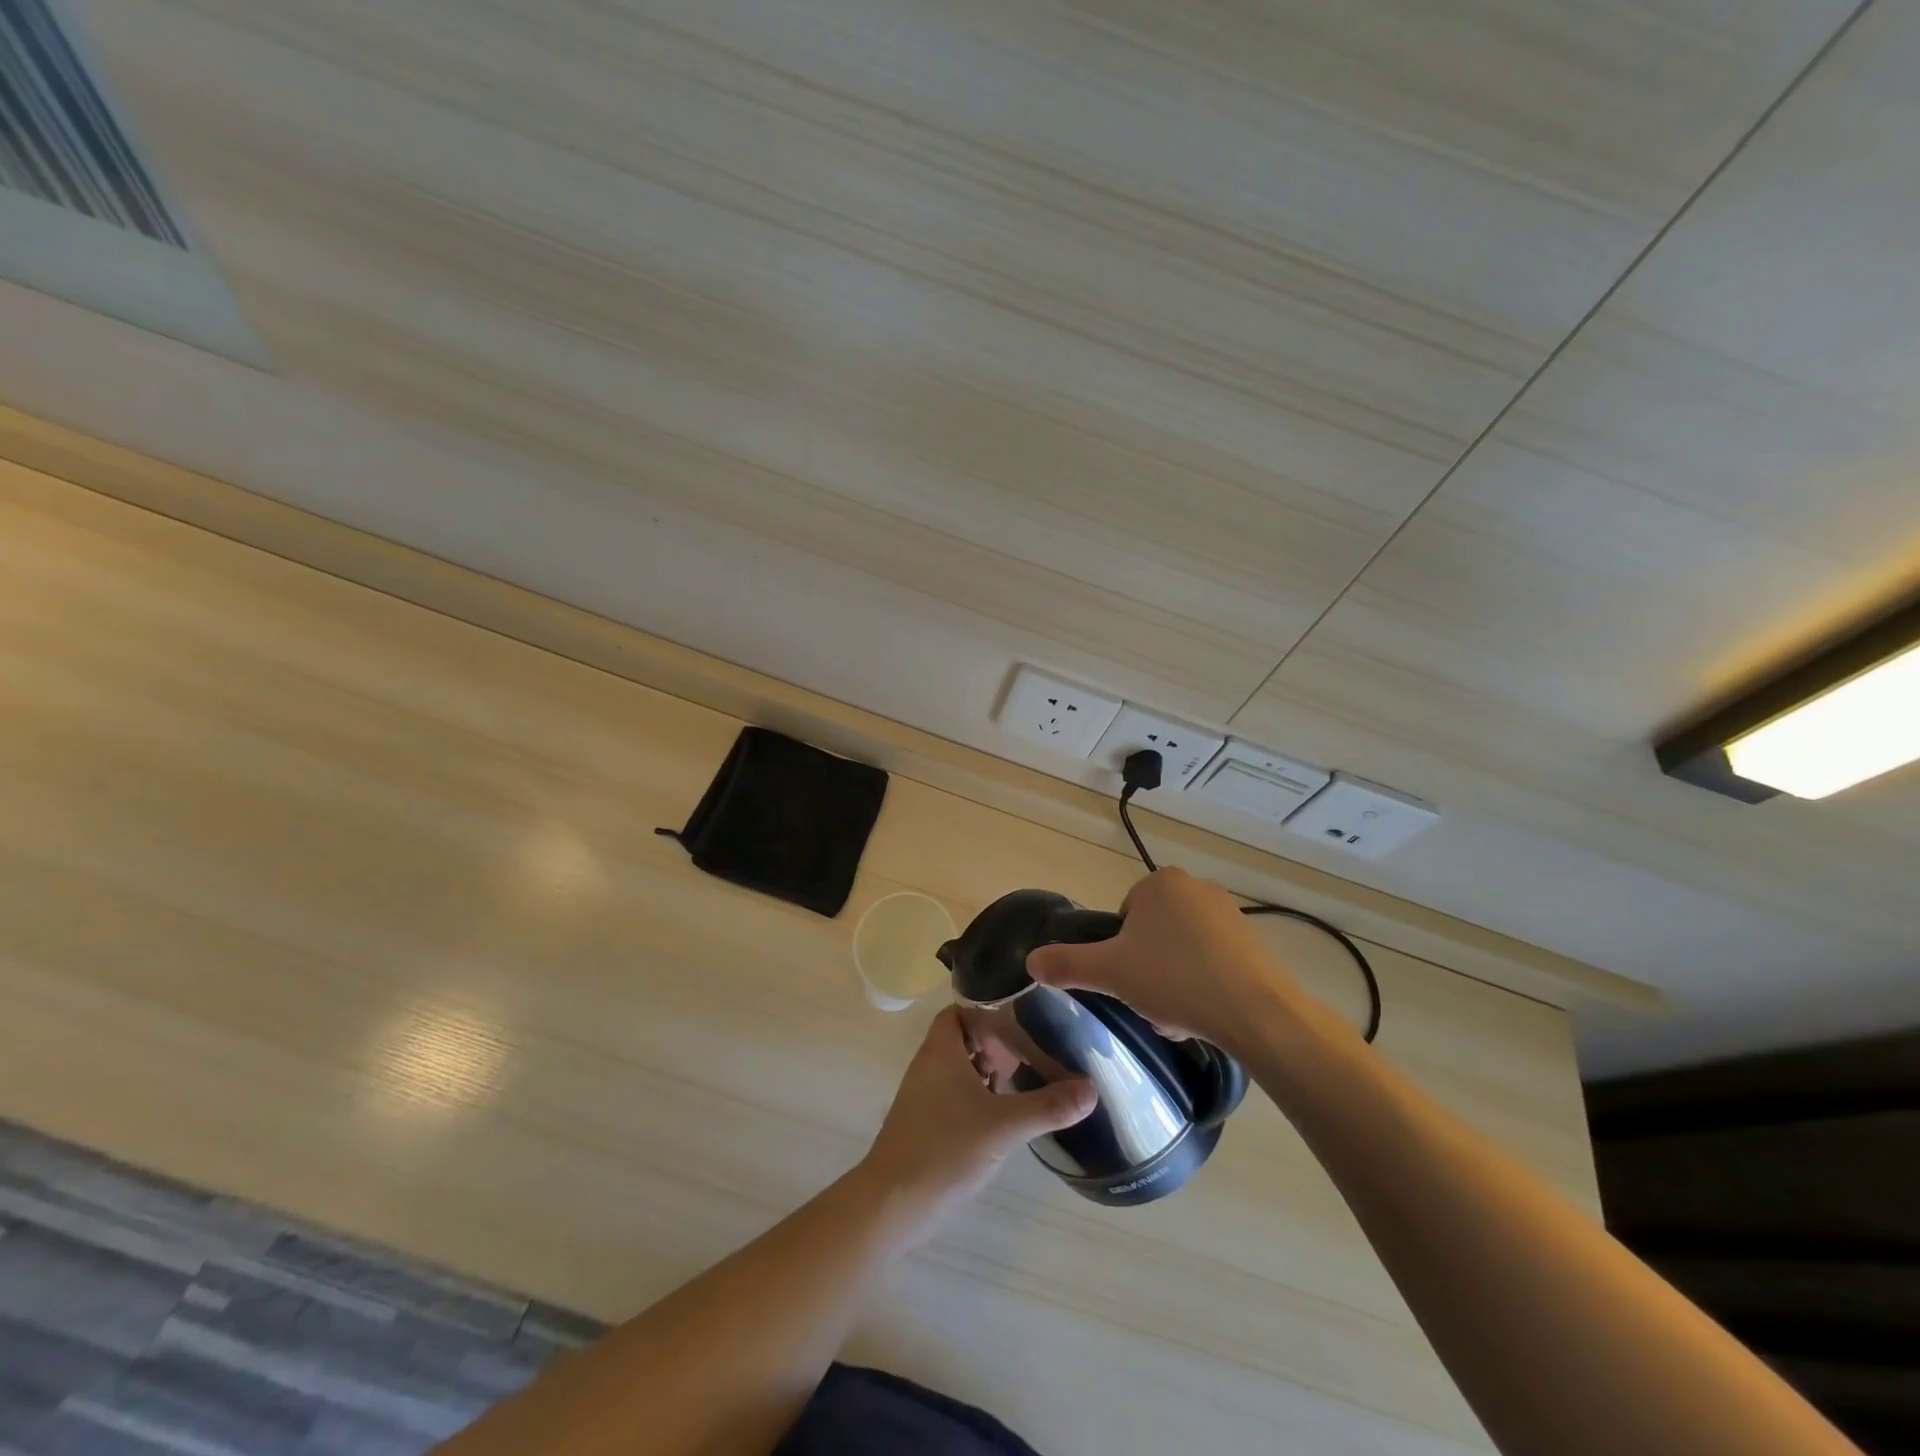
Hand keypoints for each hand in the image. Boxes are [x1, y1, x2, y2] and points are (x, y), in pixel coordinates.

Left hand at [858, 1007, 1094, 1238]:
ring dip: (990, 1073)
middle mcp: (929, 1065)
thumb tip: (1092, 1089)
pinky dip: (980, 1098)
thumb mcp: (1004, 1126)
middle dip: (997, 1044)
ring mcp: (925, 1097)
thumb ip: (1048, 1106)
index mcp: (941, 1050)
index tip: (1023, 1018)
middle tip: (1032, 1054)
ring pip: (961, 1069)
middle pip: (964, 1039)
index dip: (989, 1010)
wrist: (893, 1204)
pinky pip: (957, 1096)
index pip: (961, 1010)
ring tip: (1025, 1082)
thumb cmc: (945, 1149)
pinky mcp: (927, 1124)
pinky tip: (1005, 1117)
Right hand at [1026, 867, 1297, 1049]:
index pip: (1123, 917)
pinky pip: (1211, 961)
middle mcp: (1196, 887)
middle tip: (1149, 1002)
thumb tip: (1031, 962)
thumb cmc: (1175, 980)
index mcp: (1160, 882)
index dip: (1119, 952)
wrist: (1256, 1013)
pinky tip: (1205, 1014)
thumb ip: (1066, 964)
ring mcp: (1229, 914)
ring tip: (1178, 1016)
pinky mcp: (1253, 942)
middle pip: (1151, 934)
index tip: (1127, 981)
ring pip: (1180, 951)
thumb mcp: (1110, 973)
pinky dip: (1202, 985)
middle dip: (1146, 969)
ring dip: (1172, 981)